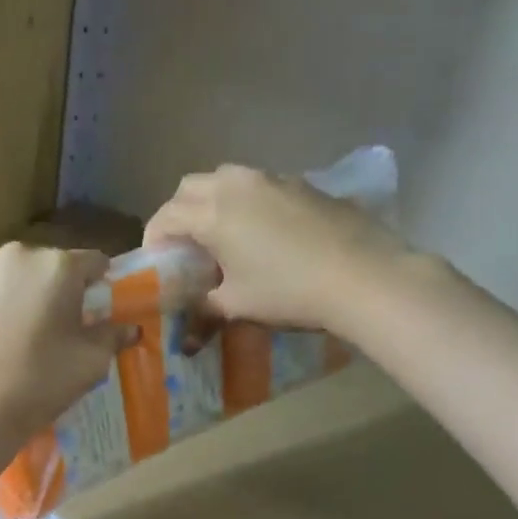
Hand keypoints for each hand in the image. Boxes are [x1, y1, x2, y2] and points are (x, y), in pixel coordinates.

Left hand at [0, 244, 123, 447]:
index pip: (91, 262)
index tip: (92, 309)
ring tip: (7, 338)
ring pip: (2, 279)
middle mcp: (13, 256)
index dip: (96, 285)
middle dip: (49, 291)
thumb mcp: (90, 364)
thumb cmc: (39, 385)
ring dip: (10, 298)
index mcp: (56, 266)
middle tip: (48, 330)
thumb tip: (128, 327)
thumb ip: (112, 336)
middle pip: (42, 267)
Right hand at [144, 164, 406, 332]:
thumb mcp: (236, 306)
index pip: (166, 216)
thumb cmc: (287, 292)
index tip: (156, 263)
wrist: (363, 276)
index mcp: (212, 212)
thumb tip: (187, 339)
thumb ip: (203, 312)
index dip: (154, 239)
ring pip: (226, 179)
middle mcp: (237, 184)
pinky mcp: (303, 184)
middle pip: (190, 187)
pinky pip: (259, 186)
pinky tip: (262, 234)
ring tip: (221, 237)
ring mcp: (274, 179)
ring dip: (212, 202)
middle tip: (184, 247)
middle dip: (179, 213)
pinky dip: (246, 203)